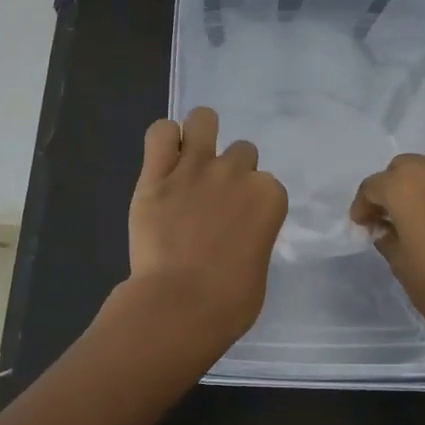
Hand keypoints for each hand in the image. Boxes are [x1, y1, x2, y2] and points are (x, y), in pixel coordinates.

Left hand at [122, 107, 288, 352]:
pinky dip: (163, 140)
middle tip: (213, 200)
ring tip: (190, 157)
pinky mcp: (156, 175)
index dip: (252, 202)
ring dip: (200, 133)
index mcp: (269, 197)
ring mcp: (195, 168)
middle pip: (241, 152)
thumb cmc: (229, 302)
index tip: (239, 223)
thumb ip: (253, 239)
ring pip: (203, 120)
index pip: (267, 184)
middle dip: (230, 172)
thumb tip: (237, 239)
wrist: (180, 304)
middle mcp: (235, 173)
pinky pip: (160, 133)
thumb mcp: (258, 268)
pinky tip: (163, 158)